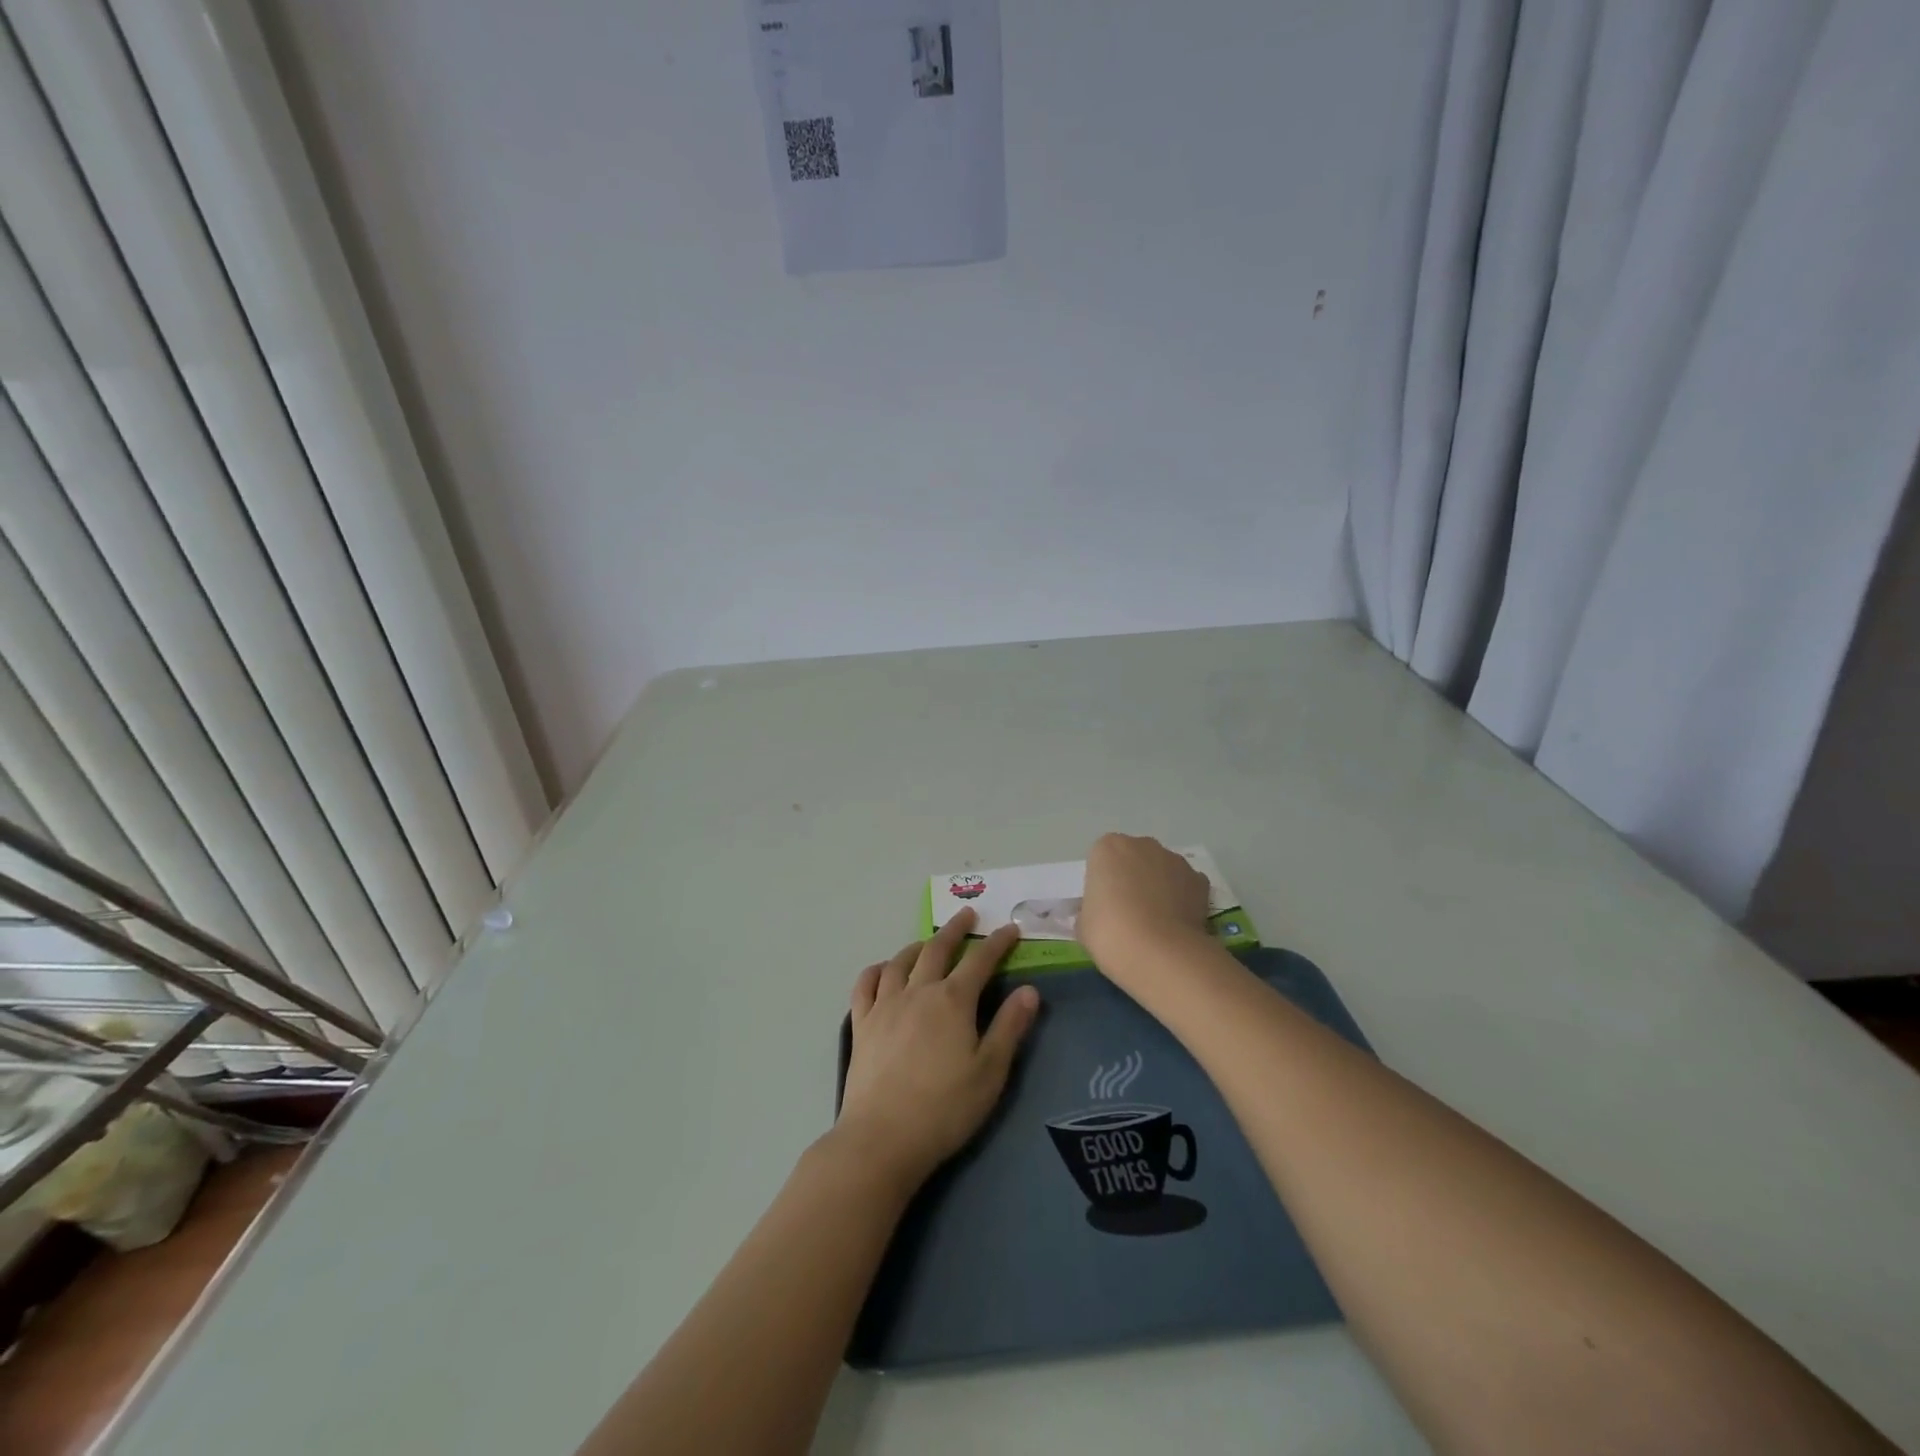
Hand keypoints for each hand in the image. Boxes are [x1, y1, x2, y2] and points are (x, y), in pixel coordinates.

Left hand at [834, 908, 1040, 1192]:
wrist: (883, 1137)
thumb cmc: (945, 1108)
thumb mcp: (990, 1071)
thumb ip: (1009, 1027)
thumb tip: (1029, 990)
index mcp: (952, 1001)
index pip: (980, 961)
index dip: (997, 943)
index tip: (1010, 929)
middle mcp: (918, 992)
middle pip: (937, 950)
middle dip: (955, 930)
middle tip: (967, 915)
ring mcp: (885, 1006)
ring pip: (900, 962)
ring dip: (917, 946)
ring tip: (928, 943)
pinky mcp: (862, 1024)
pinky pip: (866, 985)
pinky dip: (876, 970)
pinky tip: (883, 970)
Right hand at [1077, 833, 1212, 976]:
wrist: (1160, 954)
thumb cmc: (1110, 933)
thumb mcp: (1083, 924)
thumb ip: (1091, 910)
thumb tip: (1101, 914)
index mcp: (1107, 848)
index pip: (1102, 860)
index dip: (1103, 884)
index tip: (1105, 907)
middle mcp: (1142, 845)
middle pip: (1133, 858)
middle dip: (1132, 879)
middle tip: (1128, 913)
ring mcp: (1175, 860)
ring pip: (1161, 869)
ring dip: (1158, 886)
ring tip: (1156, 923)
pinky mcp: (1200, 880)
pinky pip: (1185, 885)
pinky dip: (1182, 899)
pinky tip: (1176, 924)